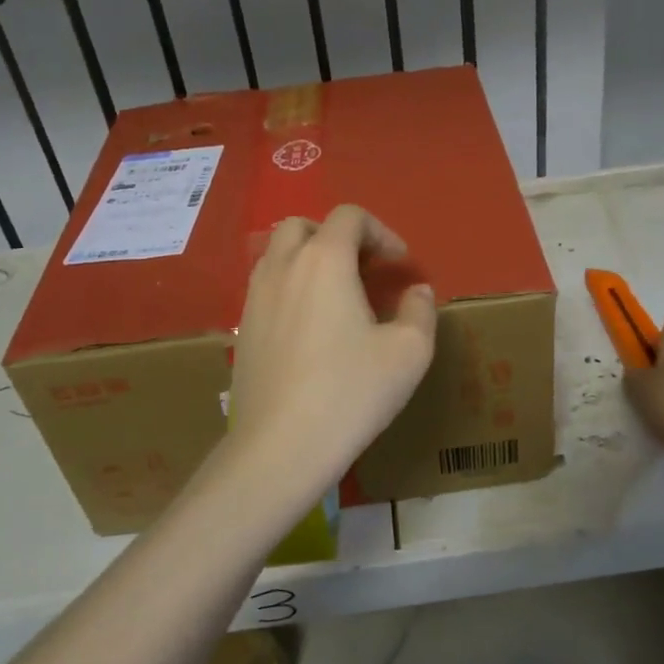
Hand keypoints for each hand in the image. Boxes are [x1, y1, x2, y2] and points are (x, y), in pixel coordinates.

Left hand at [223, 205, 436, 501]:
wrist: (279, 447)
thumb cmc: (350, 393)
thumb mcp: (409, 353)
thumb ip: (420, 311)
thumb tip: (417, 291)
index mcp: (324, 260)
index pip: (349, 216)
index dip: (381, 232)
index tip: (399, 265)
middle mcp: (283, 267)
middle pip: (304, 225)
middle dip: (337, 237)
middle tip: (363, 270)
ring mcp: (255, 296)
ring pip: (278, 254)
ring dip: (309, 259)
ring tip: (337, 296)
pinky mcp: (243, 328)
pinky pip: (266, 286)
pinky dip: (290, 287)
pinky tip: (310, 328)